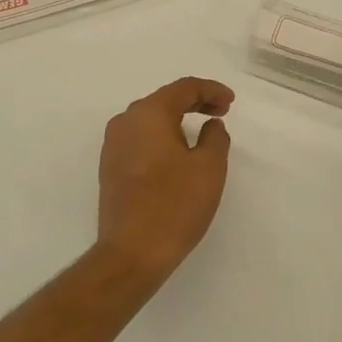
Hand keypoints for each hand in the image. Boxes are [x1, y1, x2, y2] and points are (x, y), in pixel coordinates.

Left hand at [94, 77, 234, 280]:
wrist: (131, 252)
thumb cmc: (175, 205)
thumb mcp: (209, 167)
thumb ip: (215, 137)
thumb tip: (210, 126)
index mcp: (148, 114)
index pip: (184, 88)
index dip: (211, 90)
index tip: (231, 103)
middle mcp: (125, 122)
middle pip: (165, 100)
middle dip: (195, 103)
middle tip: (221, 113)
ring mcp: (113, 146)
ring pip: (150, 120)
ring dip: (177, 121)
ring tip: (202, 132)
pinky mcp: (110, 168)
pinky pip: (140, 140)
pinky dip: (162, 138)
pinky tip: (177, 154)